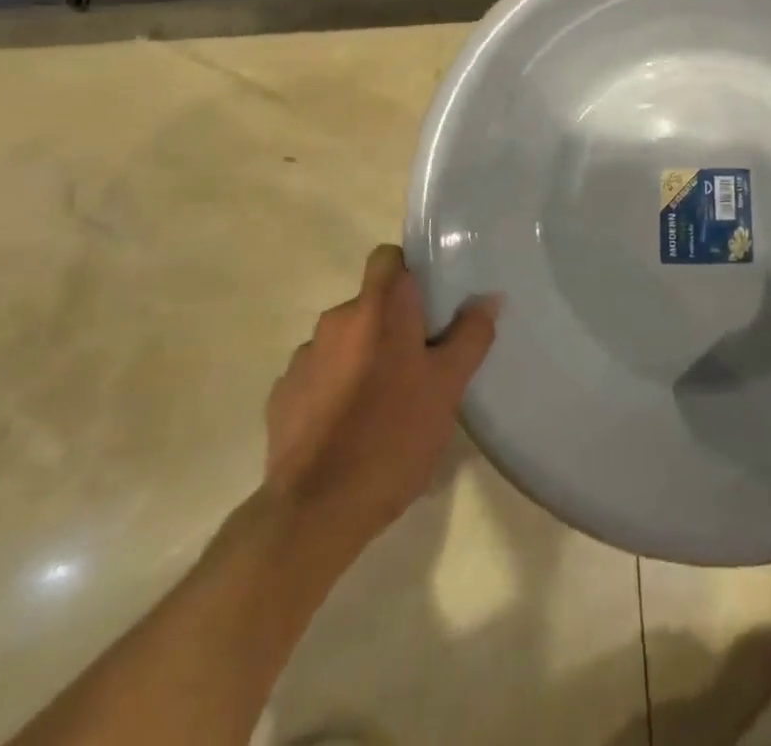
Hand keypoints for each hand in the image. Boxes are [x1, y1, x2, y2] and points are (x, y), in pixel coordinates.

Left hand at [264, 244, 498, 548]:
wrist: (315, 511)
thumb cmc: (393, 436)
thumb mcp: (448, 387)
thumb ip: (471, 335)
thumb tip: (489, 297)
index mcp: (379, 309)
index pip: (388, 257)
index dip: (408, 271)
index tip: (429, 302)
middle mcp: (336, 321)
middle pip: (370, 302)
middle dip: (391, 323)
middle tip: (419, 362)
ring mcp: (303, 358)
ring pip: (344, 340)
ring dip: (362, 356)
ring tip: (384, 400)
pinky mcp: (281, 396)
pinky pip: (318, 375)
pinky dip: (334, 387)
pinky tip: (348, 426)